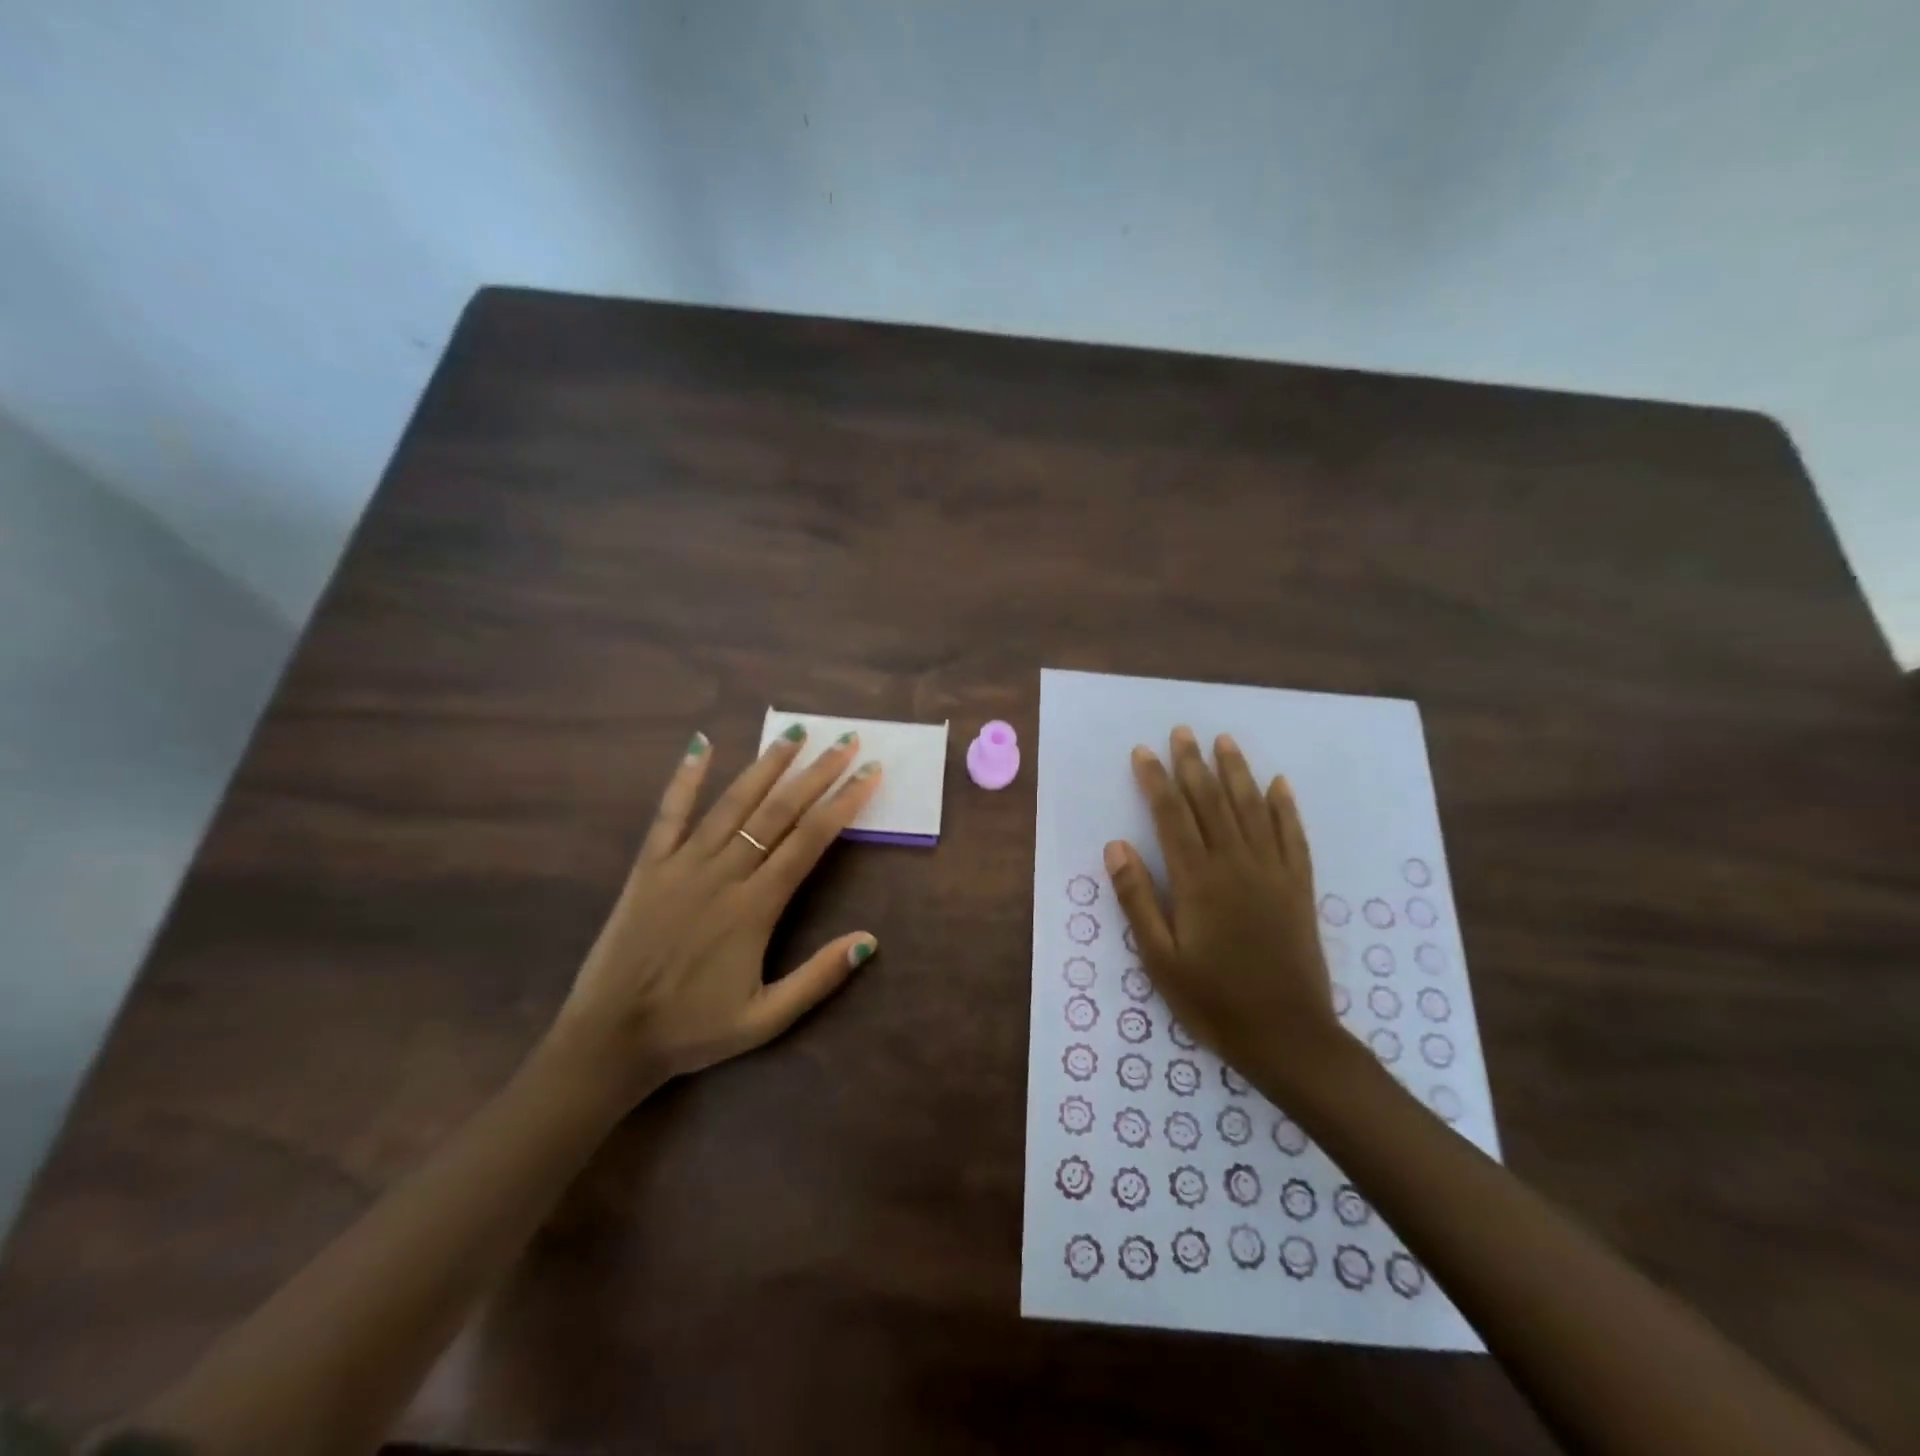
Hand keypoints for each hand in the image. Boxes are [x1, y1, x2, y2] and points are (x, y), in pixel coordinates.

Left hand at [548, 726, 883, 1107]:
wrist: (610, 1038)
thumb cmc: (692, 1029)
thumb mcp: (765, 1019)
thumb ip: (818, 978)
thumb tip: (870, 940)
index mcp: (755, 907)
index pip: (810, 840)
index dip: (843, 803)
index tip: (869, 774)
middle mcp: (723, 874)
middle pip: (778, 812)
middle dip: (816, 773)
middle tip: (845, 740)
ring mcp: (682, 865)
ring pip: (732, 804)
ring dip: (766, 765)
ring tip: (793, 732)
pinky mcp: (648, 867)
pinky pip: (668, 814)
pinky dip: (686, 778)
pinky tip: (701, 745)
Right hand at [1104, 726, 1344, 1102]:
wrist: (1288, 1036)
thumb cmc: (1214, 1001)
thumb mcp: (1160, 959)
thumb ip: (1137, 899)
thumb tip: (1116, 846)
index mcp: (1197, 880)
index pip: (1171, 816)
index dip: (1155, 780)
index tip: (1143, 752)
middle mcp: (1235, 864)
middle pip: (1210, 802)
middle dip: (1192, 764)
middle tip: (1182, 731)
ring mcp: (1272, 873)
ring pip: (1251, 809)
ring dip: (1236, 772)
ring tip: (1224, 741)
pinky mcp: (1298, 887)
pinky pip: (1292, 836)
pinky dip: (1285, 807)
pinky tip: (1279, 784)